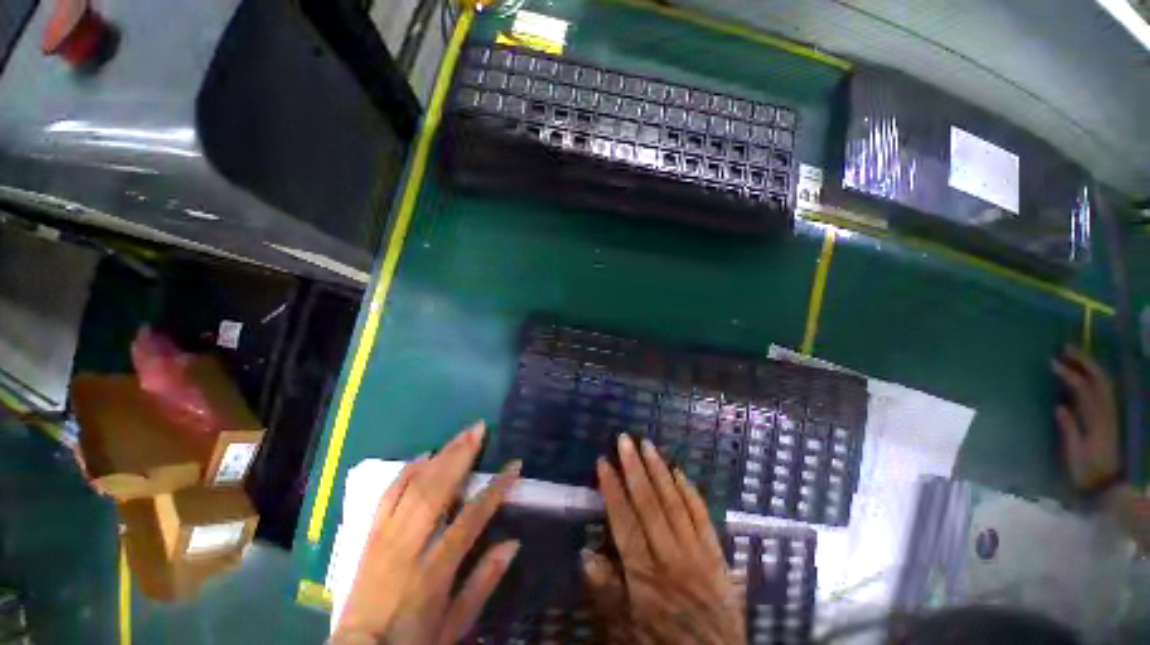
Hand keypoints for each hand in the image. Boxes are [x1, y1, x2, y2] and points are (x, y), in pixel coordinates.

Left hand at [332, 423, 521, 644]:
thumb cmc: (413, 640)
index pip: (470, 520)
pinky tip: (423, 455)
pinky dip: (406, 471)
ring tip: (461, 434)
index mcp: (433, 571)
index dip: (495, 490)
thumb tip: (513, 543)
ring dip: (440, 456)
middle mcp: (408, 547)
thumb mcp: (455, 624)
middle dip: (461, 456)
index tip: (514, 466)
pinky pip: (387, 495)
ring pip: (414, 486)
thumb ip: (483, 582)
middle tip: (479, 429)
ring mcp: (385, 537)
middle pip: (437, 491)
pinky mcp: (370, 535)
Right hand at [585, 434, 744, 644]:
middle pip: (649, 503)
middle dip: (634, 467)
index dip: (612, 489)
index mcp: (645, 574)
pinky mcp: (716, 554)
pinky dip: (690, 492)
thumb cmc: (664, 642)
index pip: (624, 520)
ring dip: (659, 470)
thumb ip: (607, 592)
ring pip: (675, 502)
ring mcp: (696, 552)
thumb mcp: (626, 629)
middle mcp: (670, 556)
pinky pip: (702, 516)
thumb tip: (585, 554)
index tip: (603, 462)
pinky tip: (680, 472)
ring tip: (648, 445)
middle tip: (625, 439)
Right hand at [1051, 346, 1120, 490]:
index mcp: (1096, 419)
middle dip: (1084, 362)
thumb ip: (1069, 431)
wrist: (1107, 485)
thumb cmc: (1086, 470)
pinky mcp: (1107, 418)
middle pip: (1099, 381)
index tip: (1051, 363)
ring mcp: (1109, 414)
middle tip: (1064, 349)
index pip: (1083, 390)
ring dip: (1089, 367)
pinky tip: (1083, 376)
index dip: (1068, 374)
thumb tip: (1059, 407)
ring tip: (1072, 357)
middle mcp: (1106, 412)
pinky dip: (1094, 379)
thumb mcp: (1074, 454)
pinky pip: (1103, 392)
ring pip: (1103, 384)